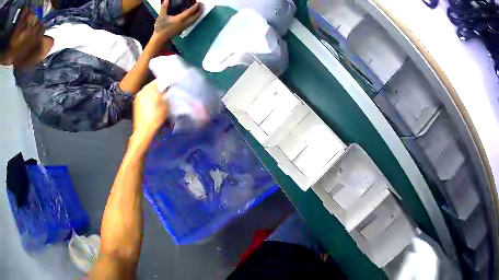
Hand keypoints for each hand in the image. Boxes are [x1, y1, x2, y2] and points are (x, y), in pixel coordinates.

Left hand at [132, 80, 169, 140]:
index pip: (159, 80)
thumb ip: (166, 94)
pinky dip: (149, 99)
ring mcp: (137, 98)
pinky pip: (144, 98)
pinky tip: (153, 105)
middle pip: (153, 86)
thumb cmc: (156, 117)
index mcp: (149, 88)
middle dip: (159, 88)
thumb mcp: (165, 105)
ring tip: (160, 99)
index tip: (171, 85)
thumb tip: (167, 89)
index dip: (166, 82)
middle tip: (166, 92)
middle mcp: (142, 90)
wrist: (143, 131)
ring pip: (148, 92)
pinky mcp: (136, 105)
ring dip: (154, 94)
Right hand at [151, 0, 202, 43]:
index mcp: (180, 19)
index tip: (199, 3)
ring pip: (194, 20)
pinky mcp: (183, 29)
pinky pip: (192, 23)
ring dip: (198, 15)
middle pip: (195, 16)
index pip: (190, 12)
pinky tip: (195, 17)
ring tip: (201, 10)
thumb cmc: (160, 28)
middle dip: (200, 11)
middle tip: (202, 5)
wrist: (160, 39)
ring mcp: (184, 27)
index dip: (195, 7)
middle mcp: (184, 23)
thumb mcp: (161, 17)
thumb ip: (164, 8)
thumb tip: (166, 0)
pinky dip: (195, 19)